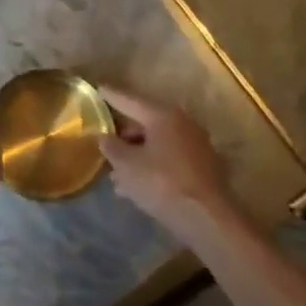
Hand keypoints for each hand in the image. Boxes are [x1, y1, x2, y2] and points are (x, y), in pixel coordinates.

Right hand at [99, 87, 237, 242]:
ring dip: (137, 155)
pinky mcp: (202, 167)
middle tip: (105, 142)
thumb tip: (105, 137)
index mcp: (162, 115)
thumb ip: (111, 147)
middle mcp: (182, 123)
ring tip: (116, 174)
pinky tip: (135, 186)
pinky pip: (169, 159)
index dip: (111, 95)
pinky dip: (152, 166)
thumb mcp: (126, 165)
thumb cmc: (161, 182)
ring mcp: (196, 145)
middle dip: (124, 134)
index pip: (130, 100)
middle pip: (145, 122)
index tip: (98, 88)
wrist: (206, 217)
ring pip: (157, 144)